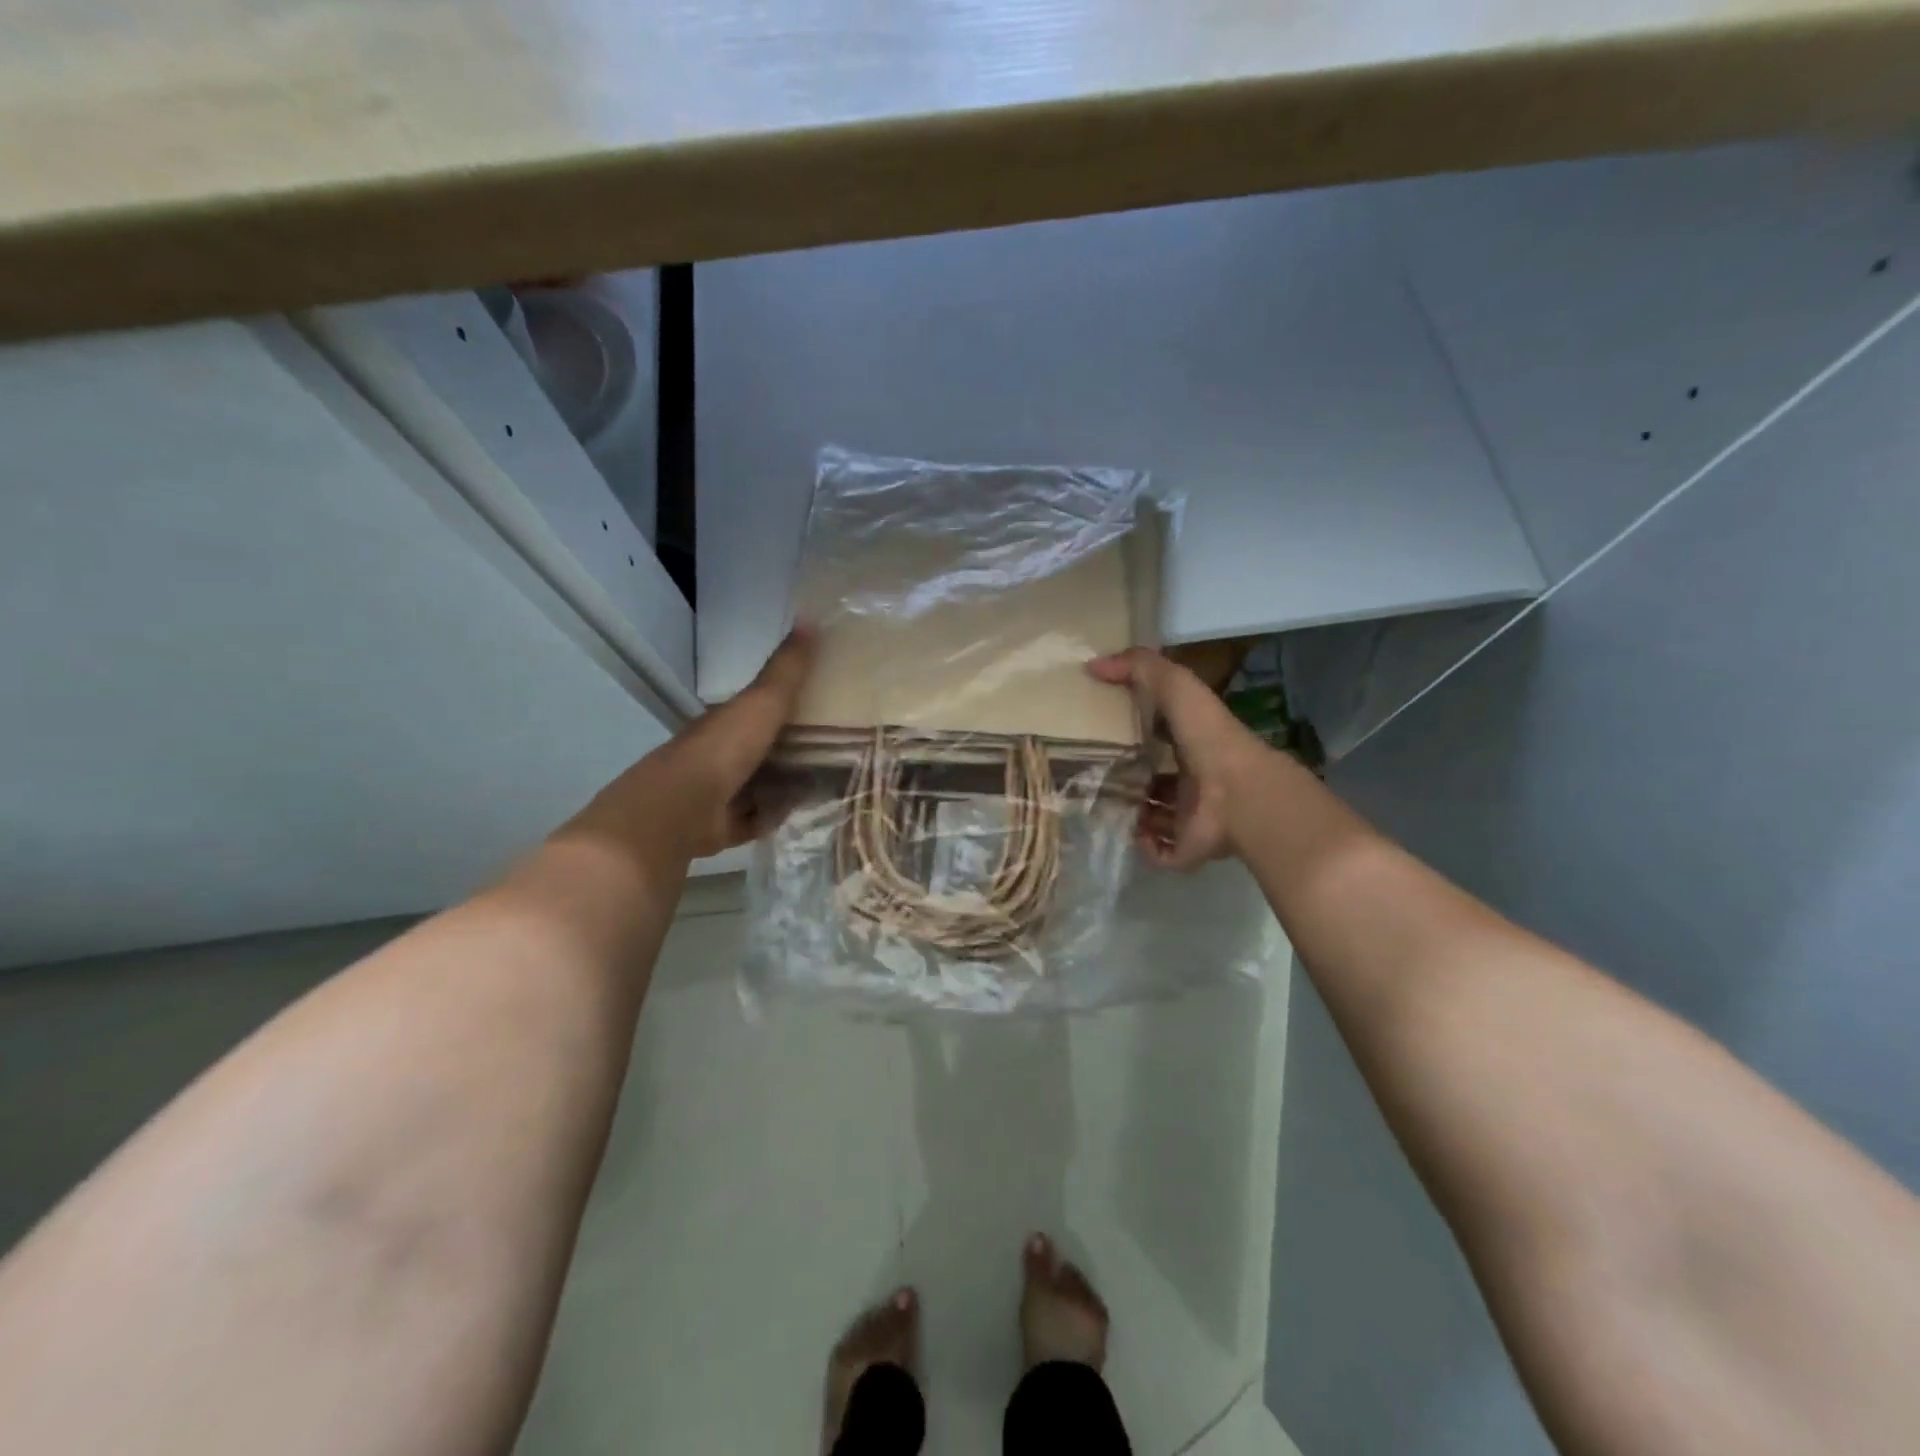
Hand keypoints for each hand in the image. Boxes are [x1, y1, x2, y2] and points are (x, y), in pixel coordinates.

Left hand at [567, 627, 814, 864]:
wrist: (680, 808)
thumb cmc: (723, 749)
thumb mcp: (762, 701)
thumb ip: (787, 668)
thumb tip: (810, 616)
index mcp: (728, 722)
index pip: (760, 710)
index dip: (790, 708)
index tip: (827, 708)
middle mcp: (721, 754)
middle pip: (764, 750)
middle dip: (794, 752)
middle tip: (839, 752)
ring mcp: (718, 792)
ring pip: (760, 786)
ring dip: (786, 787)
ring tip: (826, 785)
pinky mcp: (721, 827)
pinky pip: (754, 819)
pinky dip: (772, 817)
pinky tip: (798, 814)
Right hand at [1087, 648, 1267, 869]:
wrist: (1237, 795)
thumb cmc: (1208, 737)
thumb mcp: (1175, 686)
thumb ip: (1140, 668)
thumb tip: (1093, 664)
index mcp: (1194, 742)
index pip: (1164, 735)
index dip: (1139, 731)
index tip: (1105, 729)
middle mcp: (1194, 779)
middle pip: (1158, 778)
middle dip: (1130, 776)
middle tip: (1093, 772)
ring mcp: (1192, 817)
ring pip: (1158, 815)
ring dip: (1133, 811)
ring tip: (1099, 803)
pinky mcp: (1187, 848)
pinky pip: (1160, 851)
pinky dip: (1143, 844)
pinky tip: (1125, 831)